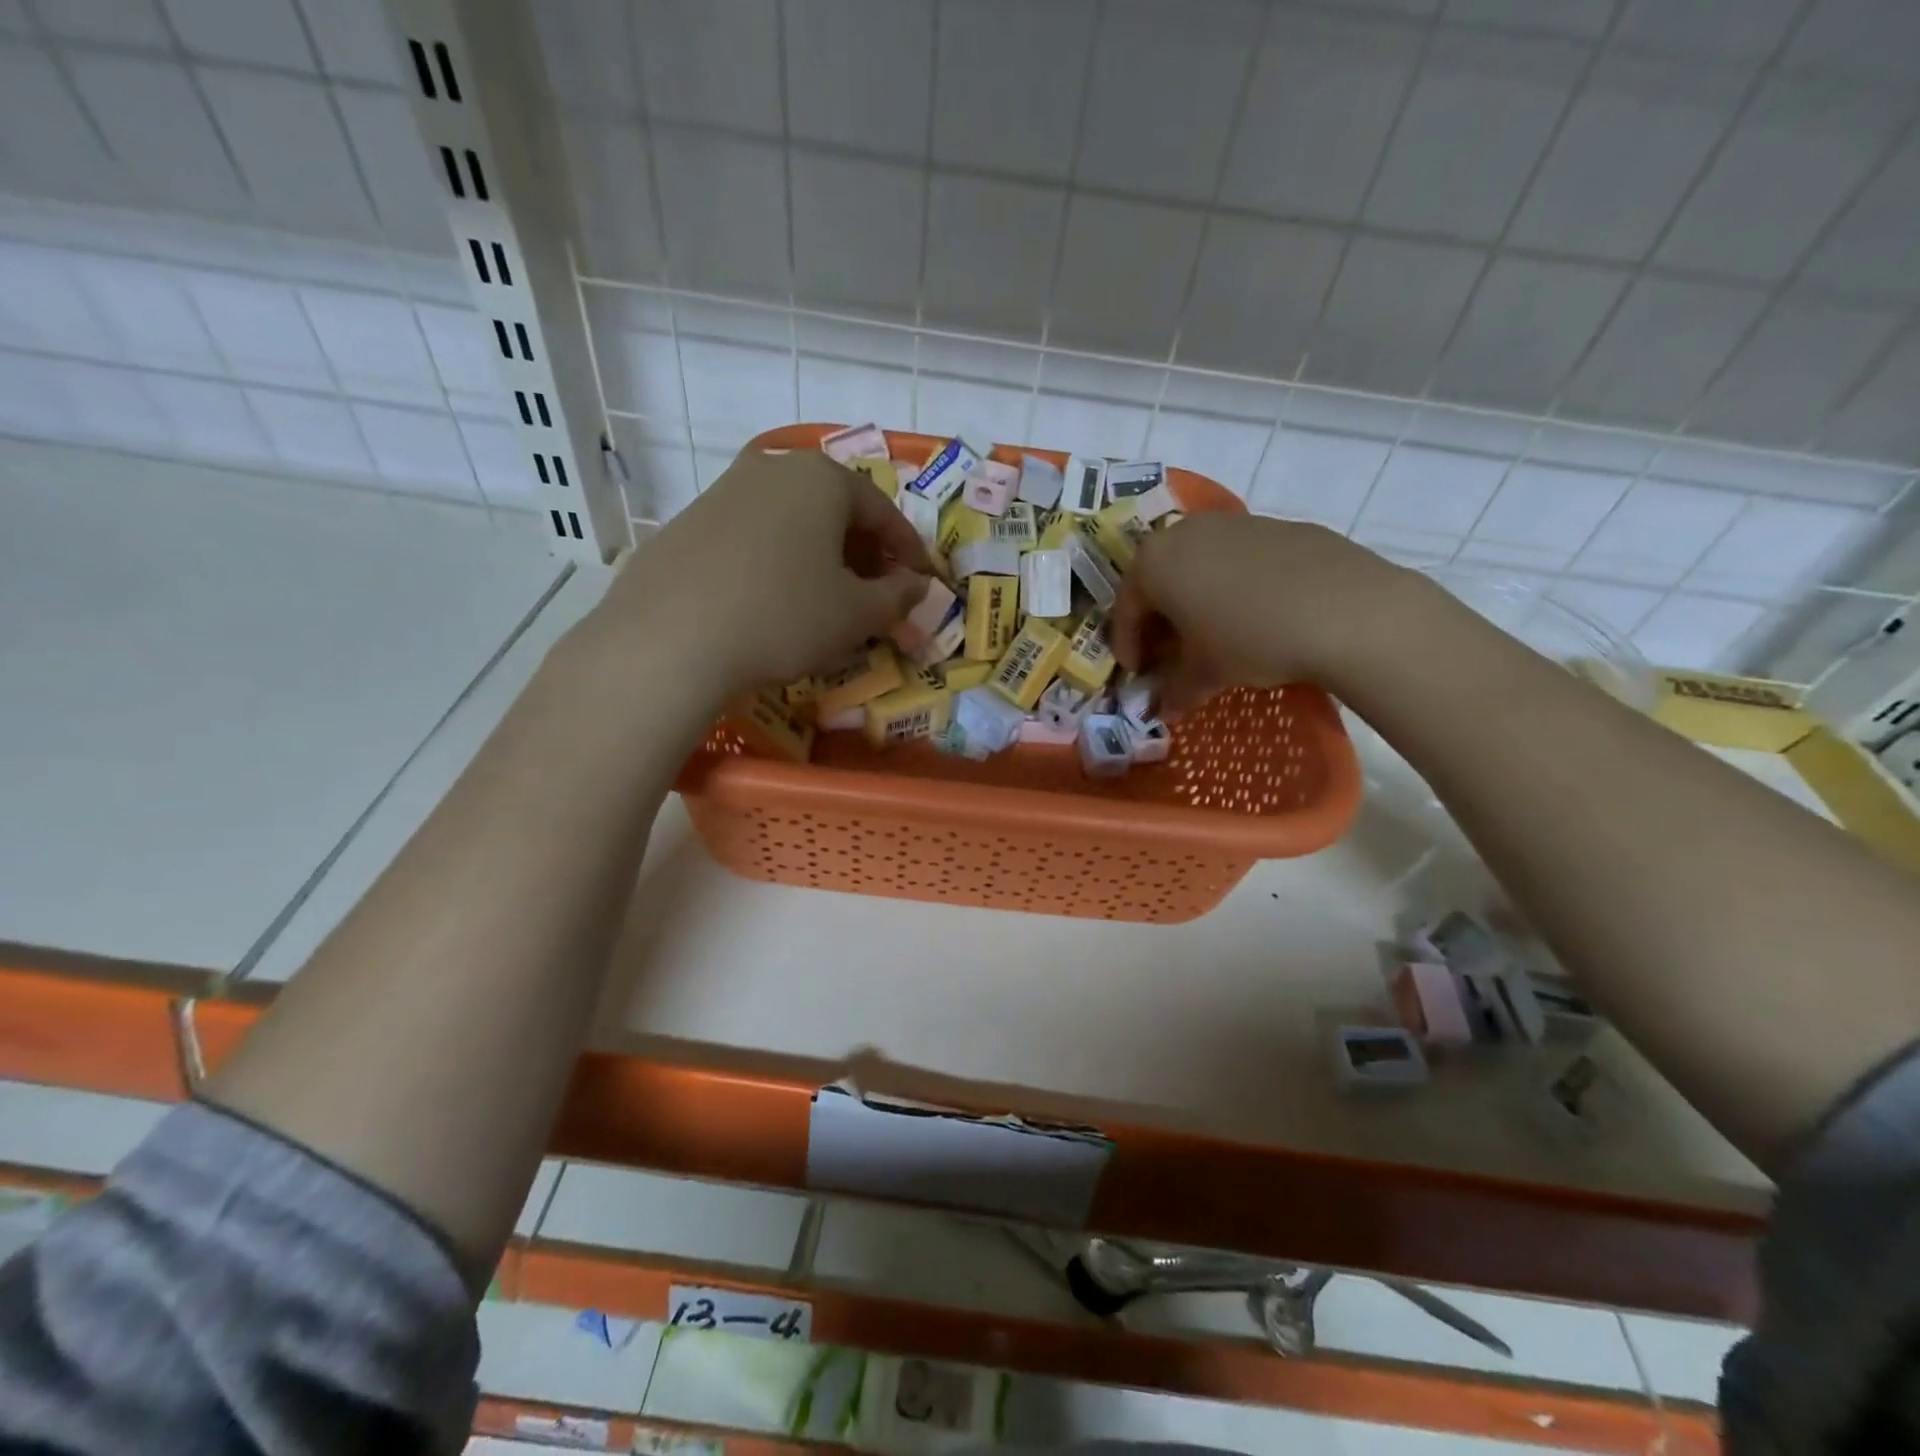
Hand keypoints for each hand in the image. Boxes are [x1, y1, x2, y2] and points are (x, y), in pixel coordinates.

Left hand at [595, 448, 933, 696]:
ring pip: (792, 521)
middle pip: (836, 510)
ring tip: (825, 599)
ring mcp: (724, 491)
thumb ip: (897, 597)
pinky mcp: (688, 522)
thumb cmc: (784, 615)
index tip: (922, 582)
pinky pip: (753, 537)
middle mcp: (773, 468)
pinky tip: (772, 601)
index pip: (883, 512)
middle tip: (875, 593)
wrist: (670, 638)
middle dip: (863, 552)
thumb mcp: (856, 614)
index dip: (909, 551)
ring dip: (820, 557)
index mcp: (823, 478)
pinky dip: (777, 562)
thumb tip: (916, 585)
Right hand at [1111, 515, 1418, 710]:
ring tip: (1213, 635)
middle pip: (1159, 580)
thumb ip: (1176, 691)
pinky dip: (1233, 586)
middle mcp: (1185, 532)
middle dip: (1160, 621)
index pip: (1126, 609)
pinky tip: (1256, 615)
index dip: (1128, 646)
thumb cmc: (1250, 639)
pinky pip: (1238, 559)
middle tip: (1170, 655)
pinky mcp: (1276, 525)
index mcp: (1154, 563)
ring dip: (1196, 601)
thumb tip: (1164, 710)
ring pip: (1198, 565)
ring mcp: (1233, 523)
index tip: (1137, 673)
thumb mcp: (1206, 673)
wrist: (1346, 609)